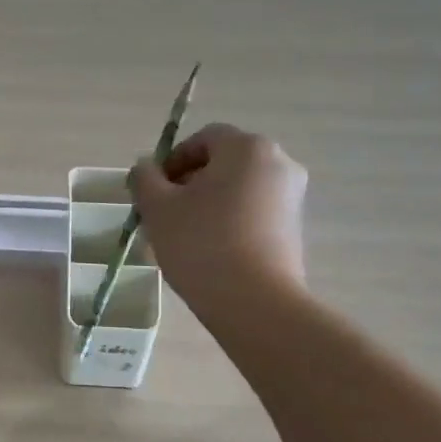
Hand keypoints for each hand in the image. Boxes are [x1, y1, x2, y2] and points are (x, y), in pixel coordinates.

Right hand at [129, 124, 308, 300]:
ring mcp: (292, 196)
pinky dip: (229, 220)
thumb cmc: (202, 243)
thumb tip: (145, 167)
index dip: (172, 160)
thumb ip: (145, 178)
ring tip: (184, 235)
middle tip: (164, 213)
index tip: (153, 190)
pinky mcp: (294, 227)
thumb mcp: (158, 208)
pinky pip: (253, 211)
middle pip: (222, 162)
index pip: (203, 139)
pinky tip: (209, 249)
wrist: (255, 303)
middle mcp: (278, 163)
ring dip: (208, 202)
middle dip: (189, 182)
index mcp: (247, 148)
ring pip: (237, 188)